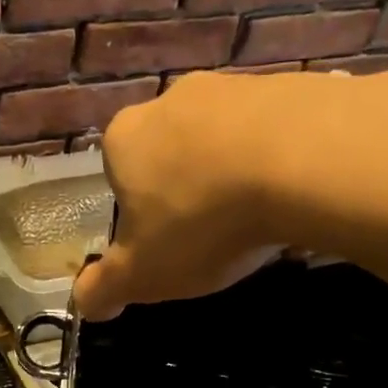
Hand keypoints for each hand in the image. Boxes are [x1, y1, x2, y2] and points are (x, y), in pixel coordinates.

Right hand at [74, 67, 387, 320]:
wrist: (305, 162)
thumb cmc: (202, 222)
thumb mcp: (142, 274)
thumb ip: (104, 289)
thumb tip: (82, 303)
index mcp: (126, 138)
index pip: (118, 174)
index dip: (138, 212)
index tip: (164, 241)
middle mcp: (173, 100)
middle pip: (171, 153)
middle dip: (186, 188)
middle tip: (210, 232)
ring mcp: (234, 86)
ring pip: (224, 139)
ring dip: (234, 173)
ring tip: (257, 217)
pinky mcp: (291, 84)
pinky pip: (276, 131)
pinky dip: (280, 159)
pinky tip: (297, 193)